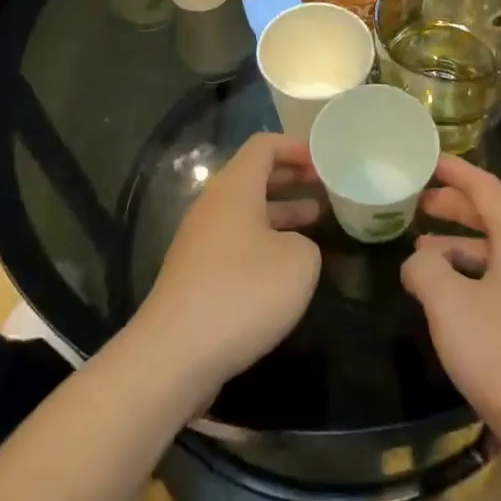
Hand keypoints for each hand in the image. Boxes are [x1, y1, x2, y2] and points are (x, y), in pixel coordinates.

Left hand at [139, 133, 323, 398]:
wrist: (176, 354)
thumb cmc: (243, 293)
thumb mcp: (299, 262)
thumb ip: (306, 242)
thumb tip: (291, 247)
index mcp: (234, 188)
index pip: (263, 146)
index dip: (295, 146)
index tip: (324, 160)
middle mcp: (212, 207)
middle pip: (252, 176)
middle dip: (290, 177)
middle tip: (324, 186)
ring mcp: (200, 242)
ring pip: (245, 212)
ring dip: (280, 211)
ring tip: (316, 220)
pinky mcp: (196, 275)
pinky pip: (236, 242)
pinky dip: (264, 241)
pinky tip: (286, 265)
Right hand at [401, 156, 500, 455]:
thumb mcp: (448, 303)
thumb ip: (424, 269)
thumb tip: (418, 261)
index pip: (485, 188)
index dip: (455, 171)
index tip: (428, 160)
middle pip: (492, 217)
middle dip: (454, 207)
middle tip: (417, 204)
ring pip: (496, 253)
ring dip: (459, 247)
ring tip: (422, 254)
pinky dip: (472, 277)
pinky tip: (449, 300)